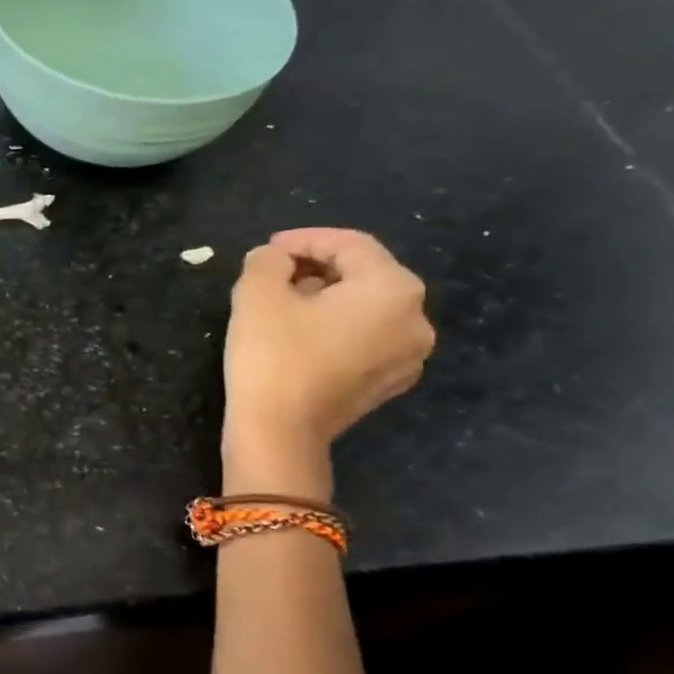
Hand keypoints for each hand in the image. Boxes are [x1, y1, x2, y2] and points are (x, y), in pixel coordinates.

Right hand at [222, 228, 434, 494]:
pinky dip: (334, 329)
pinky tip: (300, 337)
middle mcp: (416, 320)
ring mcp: (407, 357)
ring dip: (325, 299)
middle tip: (273, 275)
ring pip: (364, 310)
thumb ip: (267, 261)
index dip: (305, 239)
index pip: (350, 245)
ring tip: (282, 305)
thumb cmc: (272, 356)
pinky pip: (364, 340)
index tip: (268, 248)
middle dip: (317, 268)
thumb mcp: (257, 294)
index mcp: (393, 289)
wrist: (278, 434)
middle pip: (364, 276)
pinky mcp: (386, 385)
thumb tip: (274, 259)